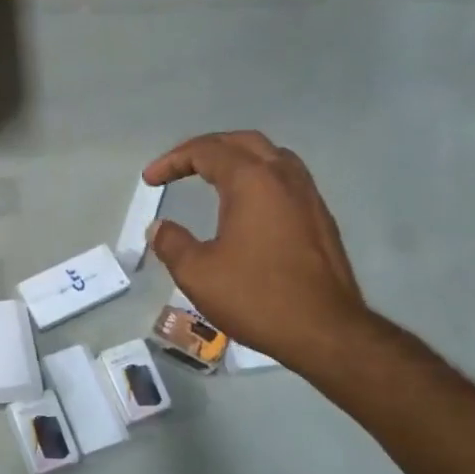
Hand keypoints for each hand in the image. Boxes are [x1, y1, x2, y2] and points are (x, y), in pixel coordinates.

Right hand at [143, 131, 369, 375]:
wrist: (324, 330)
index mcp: (252, 182)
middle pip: (242, 143)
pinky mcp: (319, 218)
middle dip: (206, 149)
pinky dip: (258, 178)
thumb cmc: (256, 297)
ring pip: (270, 157)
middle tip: (178, 167)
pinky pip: (285, 179)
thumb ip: (172, 244)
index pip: (207, 151)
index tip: (150, 179)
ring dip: (236, 159)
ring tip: (212, 177)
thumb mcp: (197, 274)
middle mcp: (284, 177)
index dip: (173, 160)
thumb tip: (159, 228)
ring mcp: (308, 196)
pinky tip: (246, 205)